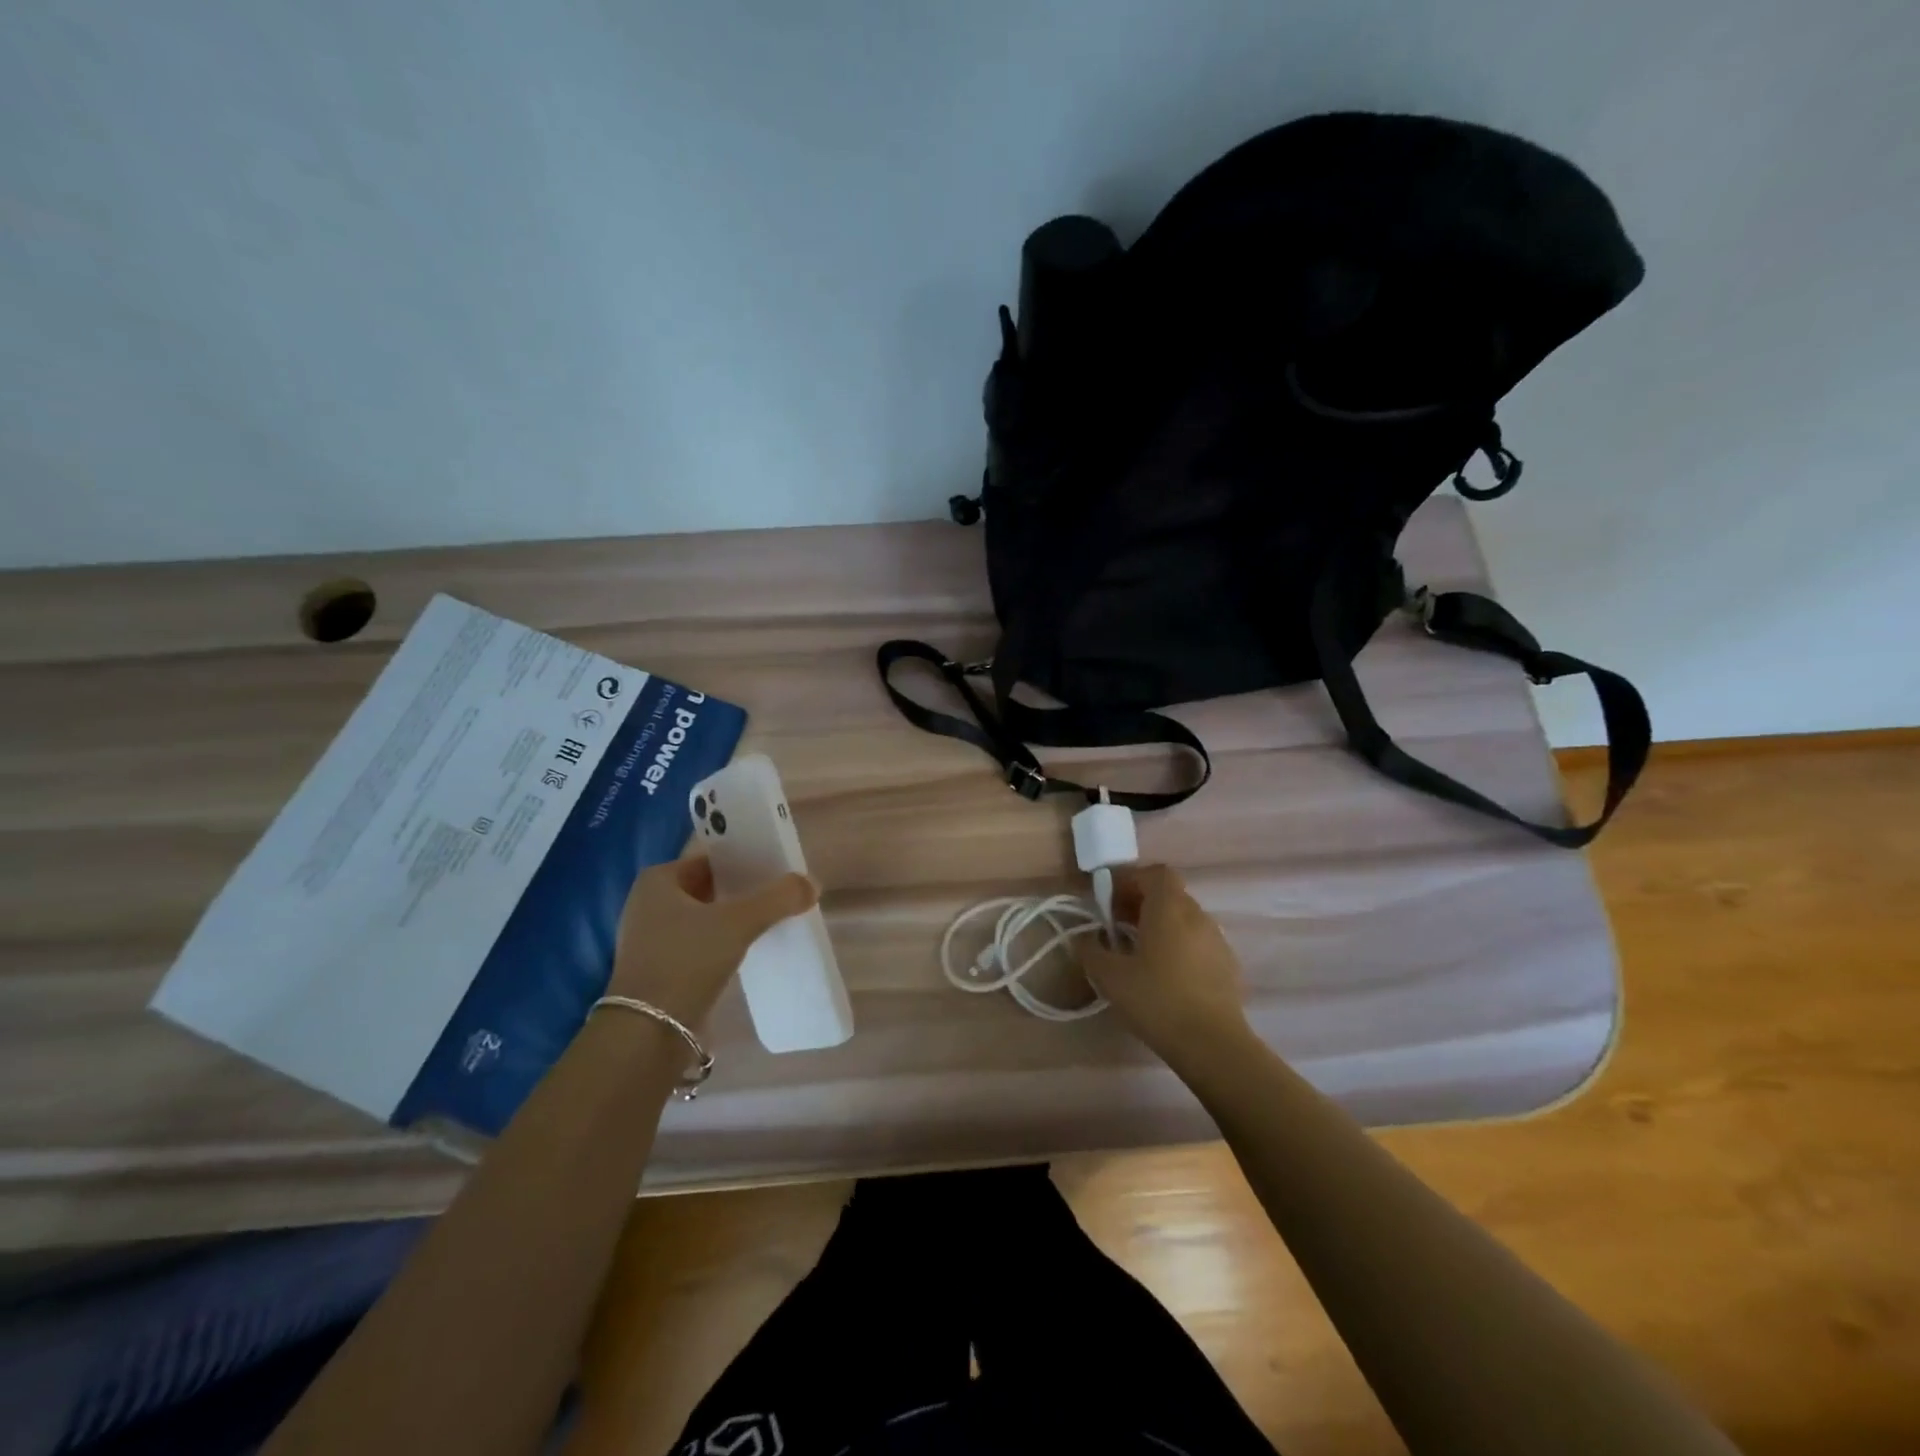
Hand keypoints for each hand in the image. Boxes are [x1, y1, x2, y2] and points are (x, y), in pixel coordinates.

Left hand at [608, 856, 817, 1026]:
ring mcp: (651, 939)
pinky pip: (700, 944)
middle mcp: (648, 904)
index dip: (744, 862)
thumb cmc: (686, 961)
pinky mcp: (660, 969)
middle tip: (779, 894)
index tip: (776, 869)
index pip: (711, 859)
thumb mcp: (738, 922)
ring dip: (734, 918)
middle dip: (742, 891)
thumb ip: (778, 898)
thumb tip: (812, 883)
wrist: (648, 1034)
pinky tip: (749, 949)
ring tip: (771, 919)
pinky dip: (723, 943)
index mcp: (658, 881)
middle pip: (709, 887)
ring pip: (705, 917)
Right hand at [1078, 864, 1253, 1068]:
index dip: (1131, 880)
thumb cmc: (1157, 1000)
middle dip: (1142, 903)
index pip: (1155, 873)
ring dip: (1161, 925)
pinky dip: (1180, 946)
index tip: (1111, 902)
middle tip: (1118, 927)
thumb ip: (1091, 951)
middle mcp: (1197, 915)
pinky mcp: (1228, 965)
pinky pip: (1198, 942)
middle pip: (1169, 894)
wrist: (1213, 1044)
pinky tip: (1167, 975)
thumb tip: (1082, 938)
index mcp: (1169, 908)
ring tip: (1140, 953)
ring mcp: (1217, 939)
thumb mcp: (1110, 977)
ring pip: (1185, 918)